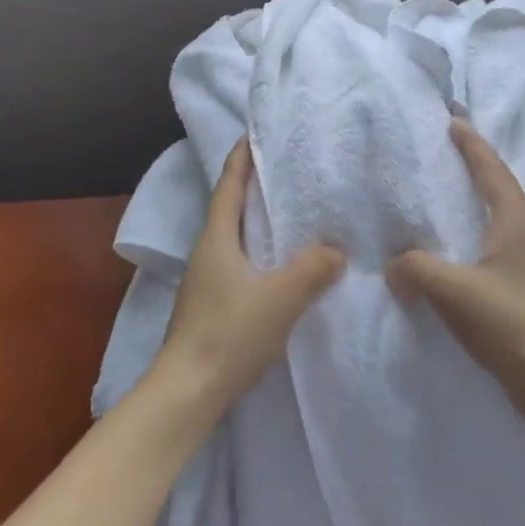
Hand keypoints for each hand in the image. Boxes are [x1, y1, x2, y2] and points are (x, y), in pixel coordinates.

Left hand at [150, 140, 345, 419]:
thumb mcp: (280, 299)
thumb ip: (313, 270)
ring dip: (258, 218)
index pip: (230, 183)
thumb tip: (338, 248)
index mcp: (217, 238)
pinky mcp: (212, 302)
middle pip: (231, 205)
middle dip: (255, 183)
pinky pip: (239, 260)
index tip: (259, 131)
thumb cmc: (229, 335)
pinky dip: (259, 248)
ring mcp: (206, 278)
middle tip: (289, 167)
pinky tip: (280, 261)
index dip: (243, 155)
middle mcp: (208, 250)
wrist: (187, 393)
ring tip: (292, 210)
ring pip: (235, 235)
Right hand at [388, 120, 524, 423]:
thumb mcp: (456, 291)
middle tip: (443, 145)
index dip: (471, 143)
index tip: (452, 118)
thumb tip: (393, 263)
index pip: (491, 169)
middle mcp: (524, 232)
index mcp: (515, 220)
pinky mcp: (519, 286)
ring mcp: (524, 260)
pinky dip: (467, 230)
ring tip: (439, 189)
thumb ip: (417, 268)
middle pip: (496, 185)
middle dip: (472, 162)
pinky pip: (487, 243)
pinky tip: (445, 245)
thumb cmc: (512, 324)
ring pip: (492, 215)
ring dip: (471, 197)